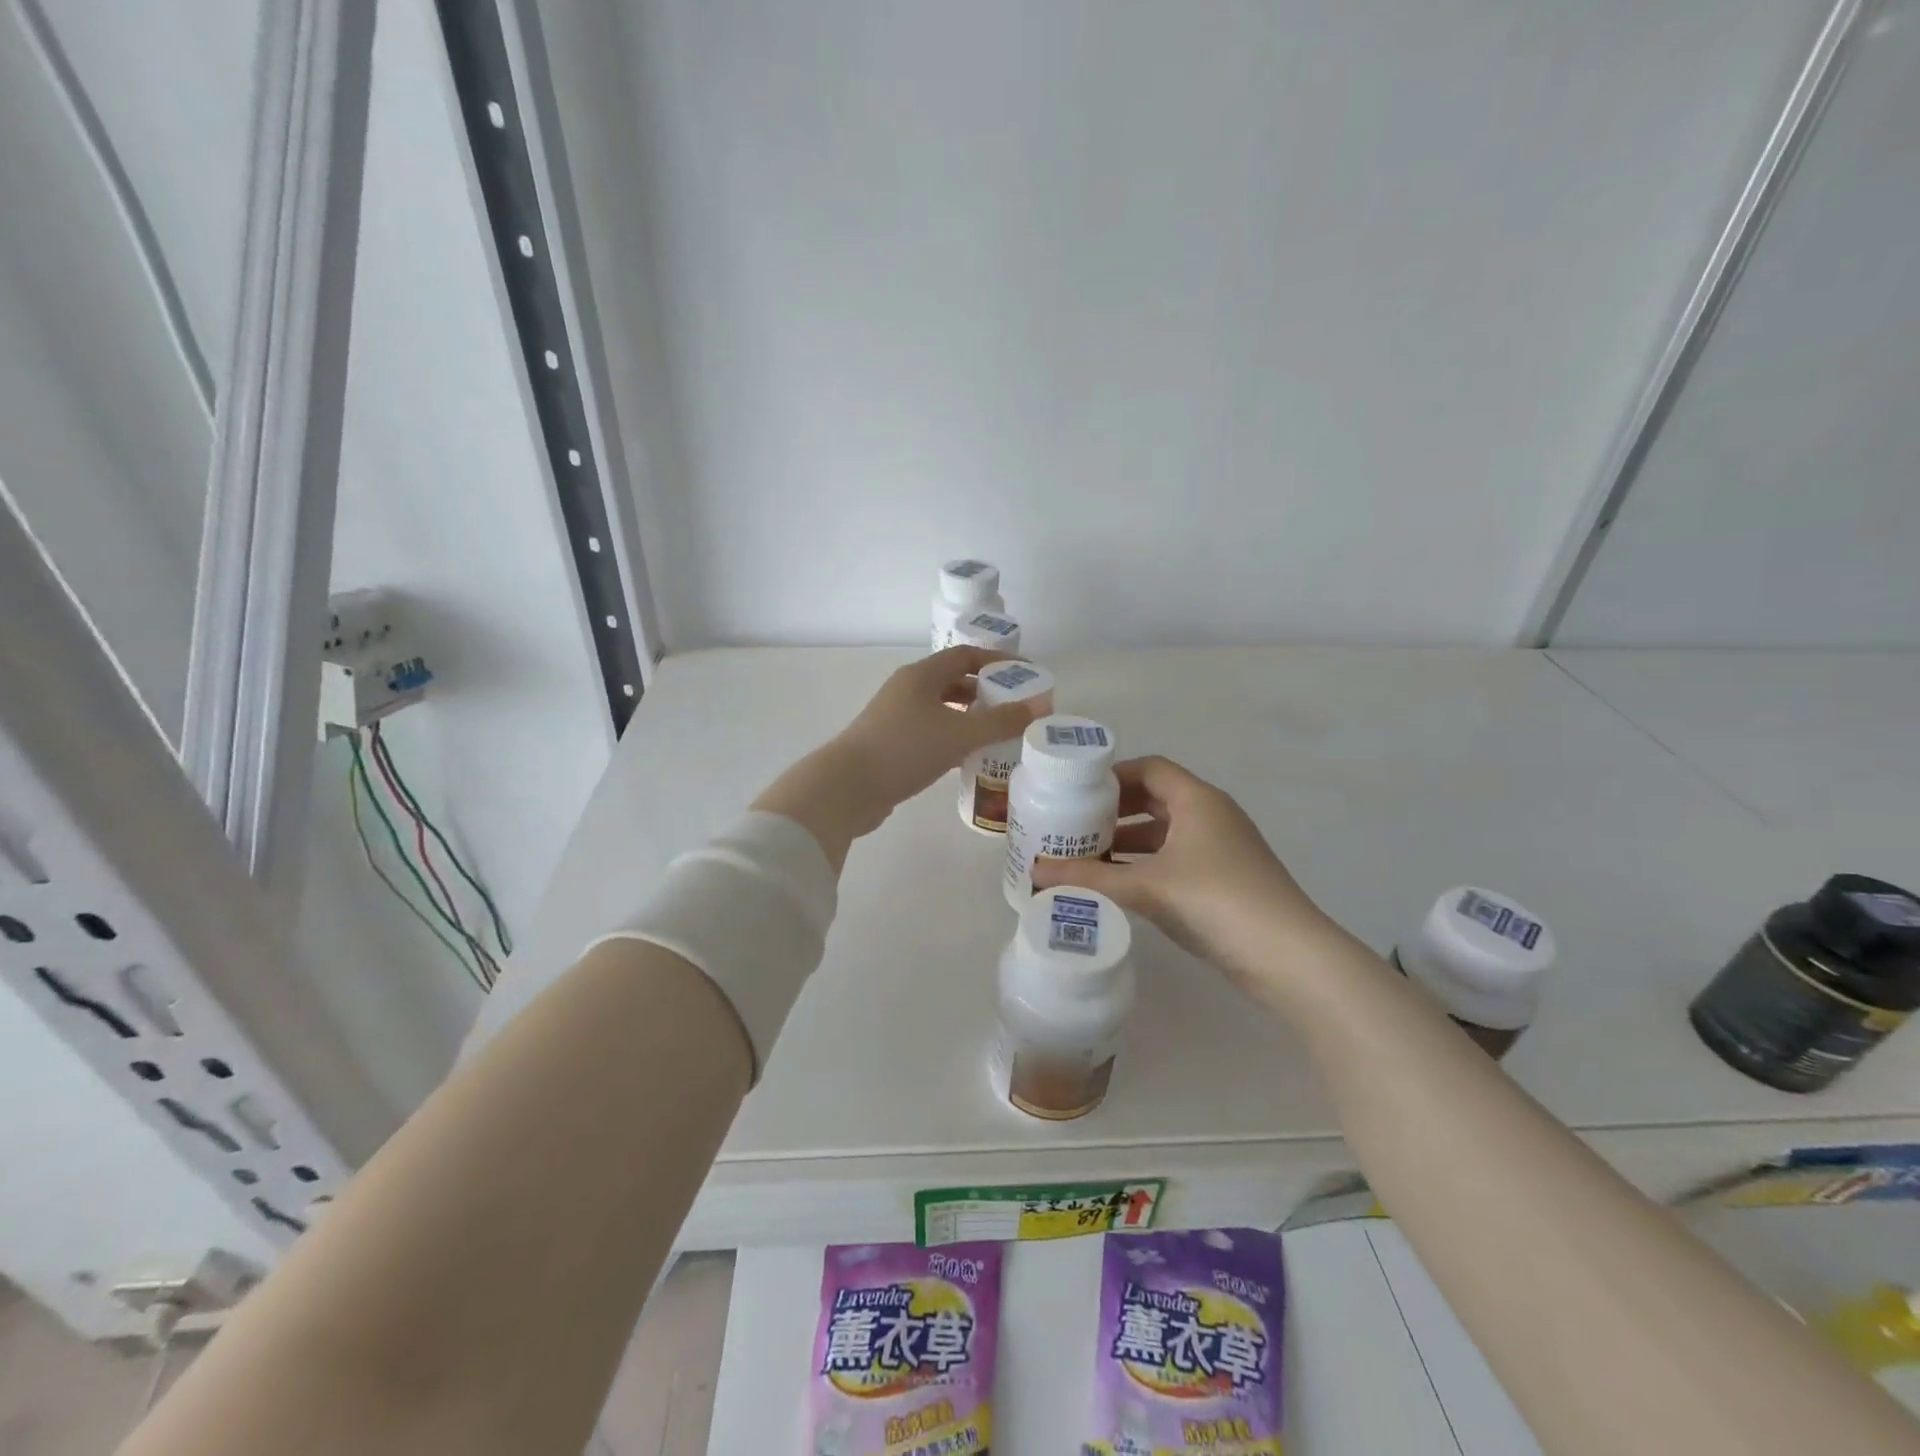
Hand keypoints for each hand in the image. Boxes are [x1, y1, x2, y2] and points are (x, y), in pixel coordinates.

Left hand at [753, 647, 1047, 869]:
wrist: (848, 787)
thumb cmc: (905, 750)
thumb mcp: (959, 734)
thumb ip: (1001, 721)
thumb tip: (1040, 706)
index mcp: (921, 675)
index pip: (965, 656)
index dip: (997, 662)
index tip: (1026, 675)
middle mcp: (907, 689)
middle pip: (953, 681)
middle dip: (986, 691)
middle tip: (1015, 708)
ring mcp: (896, 717)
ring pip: (941, 708)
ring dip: (969, 717)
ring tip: (998, 733)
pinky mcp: (891, 743)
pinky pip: (931, 731)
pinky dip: (953, 737)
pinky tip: (968, 756)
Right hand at [1030, 756, 1336, 995]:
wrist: (1289, 957)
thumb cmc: (1218, 900)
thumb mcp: (1148, 886)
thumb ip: (1090, 877)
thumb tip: (1035, 872)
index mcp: (1198, 800)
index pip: (1150, 768)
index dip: (1113, 775)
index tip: (1076, 791)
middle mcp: (1210, 816)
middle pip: (1156, 798)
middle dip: (1115, 810)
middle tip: (1073, 824)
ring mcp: (1220, 850)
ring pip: (1165, 833)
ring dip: (1128, 841)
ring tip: (1086, 855)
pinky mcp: (1223, 881)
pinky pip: (1175, 860)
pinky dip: (1146, 865)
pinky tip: (1119, 885)